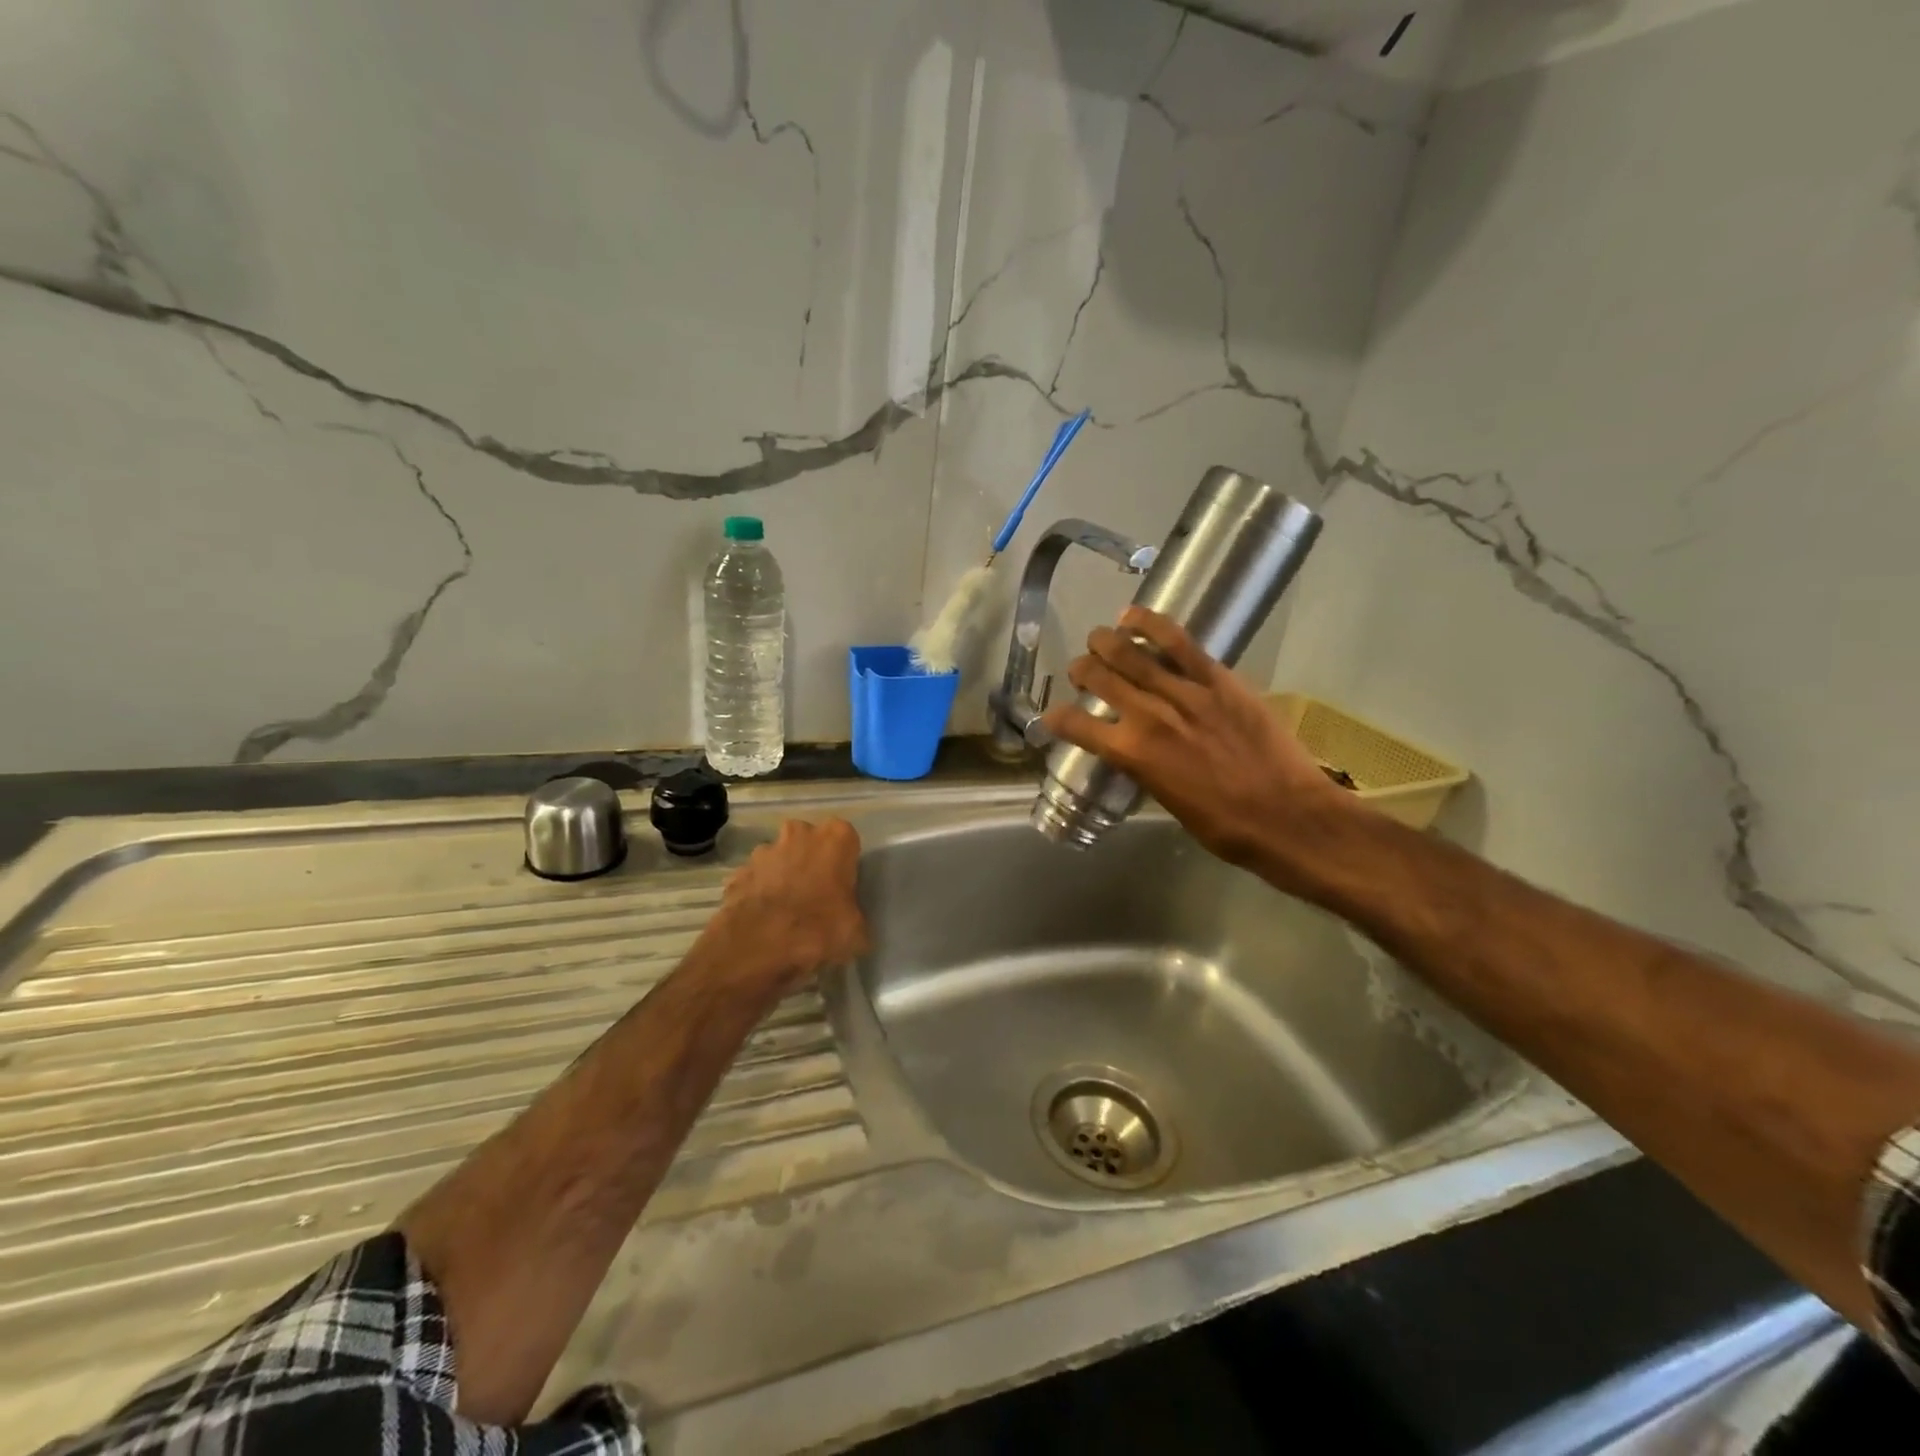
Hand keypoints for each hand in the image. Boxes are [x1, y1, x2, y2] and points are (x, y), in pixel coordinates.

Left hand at [712, 818, 867, 991]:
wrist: (759, 944)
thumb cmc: (819, 927)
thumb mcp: (856, 931)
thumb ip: (855, 917)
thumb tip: (852, 927)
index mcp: (835, 837)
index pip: (847, 840)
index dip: (845, 864)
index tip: (843, 887)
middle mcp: (800, 832)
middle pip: (810, 843)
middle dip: (811, 862)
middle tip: (816, 896)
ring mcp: (765, 850)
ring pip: (780, 859)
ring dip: (783, 876)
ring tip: (786, 912)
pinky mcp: (738, 871)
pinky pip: (755, 880)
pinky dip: (759, 894)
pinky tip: (763, 920)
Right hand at [1040, 608, 1358, 884]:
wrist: (1288, 816)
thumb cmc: (1225, 826)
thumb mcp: (1168, 801)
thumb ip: (1145, 768)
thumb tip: (1136, 751)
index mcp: (1132, 755)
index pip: (1078, 726)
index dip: (1057, 719)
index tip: (1052, 716)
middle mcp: (1149, 717)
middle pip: (1100, 679)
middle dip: (1082, 670)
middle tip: (1081, 670)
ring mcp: (1184, 693)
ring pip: (1131, 654)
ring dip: (1106, 642)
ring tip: (1098, 637)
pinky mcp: (1218, 679)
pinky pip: (1179, 642)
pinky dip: (1151, 625)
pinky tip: (1133, 616)